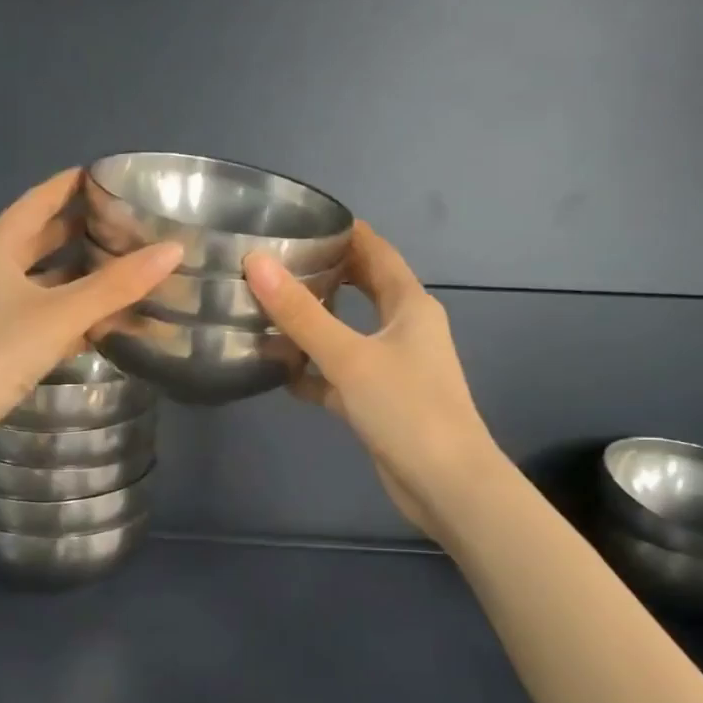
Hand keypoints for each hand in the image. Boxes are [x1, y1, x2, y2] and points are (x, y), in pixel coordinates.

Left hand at [0, 170, 180, 475]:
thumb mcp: (60, 314)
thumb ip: (115, 285)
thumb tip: (173, 249)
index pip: (41, 199)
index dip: (74, 183)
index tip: (115, 175)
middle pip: (43, 237)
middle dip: (84, 229)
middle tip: (133, 223)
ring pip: (45, 278)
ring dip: (81, 274)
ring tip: (128, 266)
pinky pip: (43, 313)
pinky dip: (71, 311)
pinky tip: (104, 319)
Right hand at [246, 223, 497, 537]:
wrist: (445, 484)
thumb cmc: (406, 408)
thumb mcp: (349, 356)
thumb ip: (301, 313)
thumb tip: (257, 263)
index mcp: (410, 305)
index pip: (377, 252)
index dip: (346, 232)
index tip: (304, 219)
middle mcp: (405, 329)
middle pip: (364, 288)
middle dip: (326, 273)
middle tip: (278, 262)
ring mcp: (393, 367)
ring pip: (349, 332)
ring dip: (316, 323)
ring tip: (269, 309)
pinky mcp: (379, 401)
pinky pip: (341, 374)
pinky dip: (315, 371)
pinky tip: (281, 373)